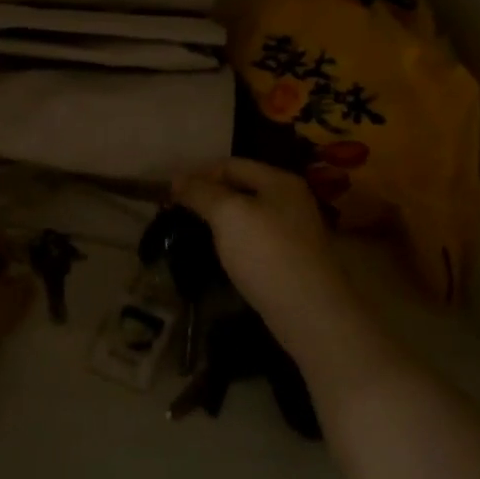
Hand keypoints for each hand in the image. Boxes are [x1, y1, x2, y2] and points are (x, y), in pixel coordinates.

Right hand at [172, 159, 366, 368]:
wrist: (310, 314)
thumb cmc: (267, 254)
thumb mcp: (228, 214)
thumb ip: (201, 192)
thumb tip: (176, 179)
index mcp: (279, 181)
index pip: (230, 164)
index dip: (198, 173)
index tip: (169, 192)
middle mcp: (290, 200)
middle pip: (240, 188)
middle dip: (208, 196)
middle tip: (176, 211)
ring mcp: (293, 232)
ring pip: (246, 215)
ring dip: (219, 220)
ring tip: (191, 231)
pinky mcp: (290, 260)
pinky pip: (254, 240)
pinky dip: (233, 241)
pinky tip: (218, 254)